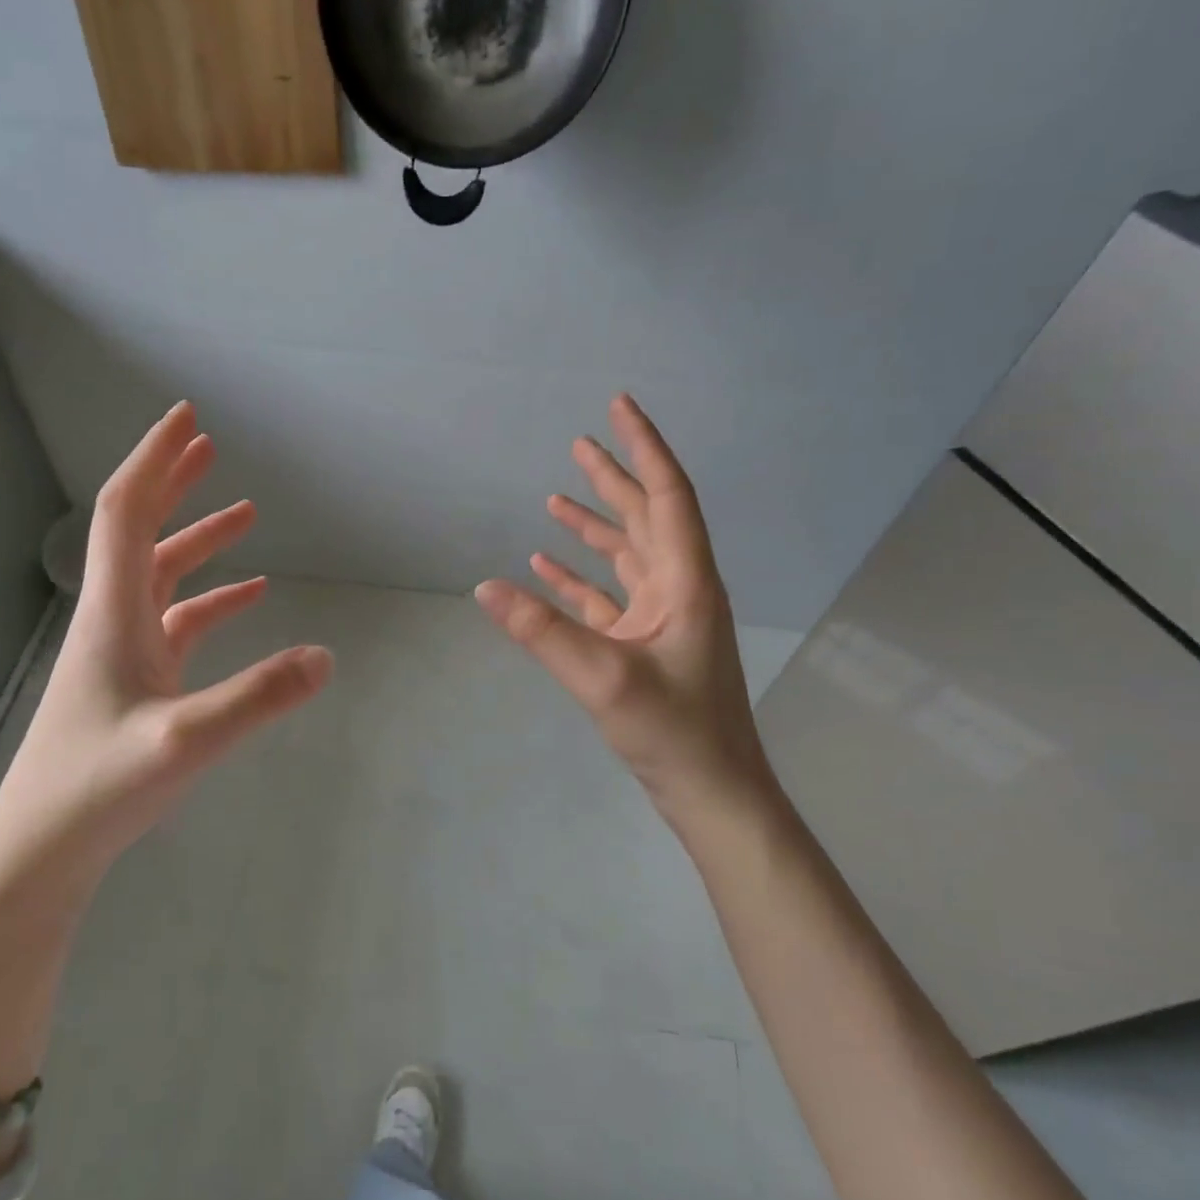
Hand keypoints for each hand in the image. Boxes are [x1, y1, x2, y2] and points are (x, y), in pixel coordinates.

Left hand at [0, 402, 331, 886]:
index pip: (129, 513)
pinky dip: (212, 599)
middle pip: (141, 530)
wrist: (42, 849)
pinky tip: (250, 597)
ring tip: (246, 512)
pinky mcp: (136, 681)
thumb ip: (258, 697)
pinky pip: (178, 622)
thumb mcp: (186, 740)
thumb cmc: (98, 787)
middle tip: (209, 444)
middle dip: (174, 482)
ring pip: (162, 575)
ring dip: (199, 539)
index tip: (188, 419)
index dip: (156, 460)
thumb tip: (325, 656)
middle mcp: (115, 619)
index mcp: (114, 613)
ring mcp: (124, 651)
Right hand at [475, 393, 776, 824]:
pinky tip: (544, 568)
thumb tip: (485, 586)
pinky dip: (578, 579)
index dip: (643, 447)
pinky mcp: (643, 645)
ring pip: (624, 556)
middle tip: (579, 443)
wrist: (713, 793)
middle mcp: (677, 589)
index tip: (619, 406)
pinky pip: (607, 598)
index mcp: (685, 582)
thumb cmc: (675, 732)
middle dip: (613, 478)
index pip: (666, 496)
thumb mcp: (604, 679)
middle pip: (644, 517)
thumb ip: (542, 631)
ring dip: (592, 527)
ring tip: (555, 501)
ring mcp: (660, 618)